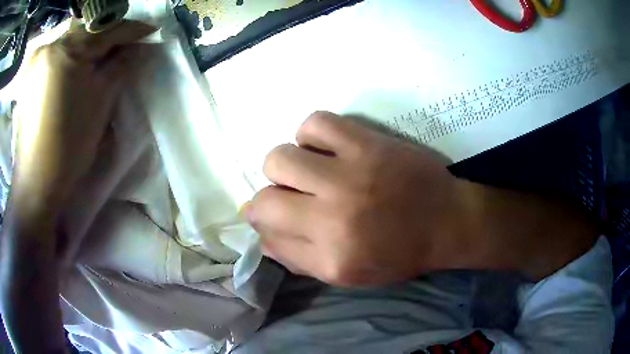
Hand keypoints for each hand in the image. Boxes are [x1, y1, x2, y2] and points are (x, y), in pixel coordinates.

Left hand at [13, 20, 154, 207]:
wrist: (37, 182)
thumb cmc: (69, 143)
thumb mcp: (101, 100)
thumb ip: (121, 66)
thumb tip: (138, 48)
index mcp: (66, 49)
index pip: (106, 30)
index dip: (132, 30)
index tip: (151, 31)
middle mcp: (49, 46)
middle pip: (86, 32)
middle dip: (108, 38)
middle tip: (128, 46)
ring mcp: (37, 62)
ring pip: (71, 43)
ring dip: (89, 48)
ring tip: (104, 57)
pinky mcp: (31, 77)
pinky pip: (57, 56)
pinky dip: (72, 58)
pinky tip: (79, 68)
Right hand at [246, 111, 598, 285]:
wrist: (448, 221)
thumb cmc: (400, 253)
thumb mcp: (348, 275)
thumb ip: (299, 259)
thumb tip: (262, 236)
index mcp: (330, 257)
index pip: (266, 233)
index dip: (261, 221)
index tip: (268, 214)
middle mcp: (333, 218)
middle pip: (264, 197)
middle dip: (268, 196)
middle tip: (289, 193)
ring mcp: (350, 174)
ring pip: (280, 157)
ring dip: (286, 164)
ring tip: (308, 169)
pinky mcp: (367, 143)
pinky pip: (315, 123)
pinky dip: (311, 134)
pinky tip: (325, 146)